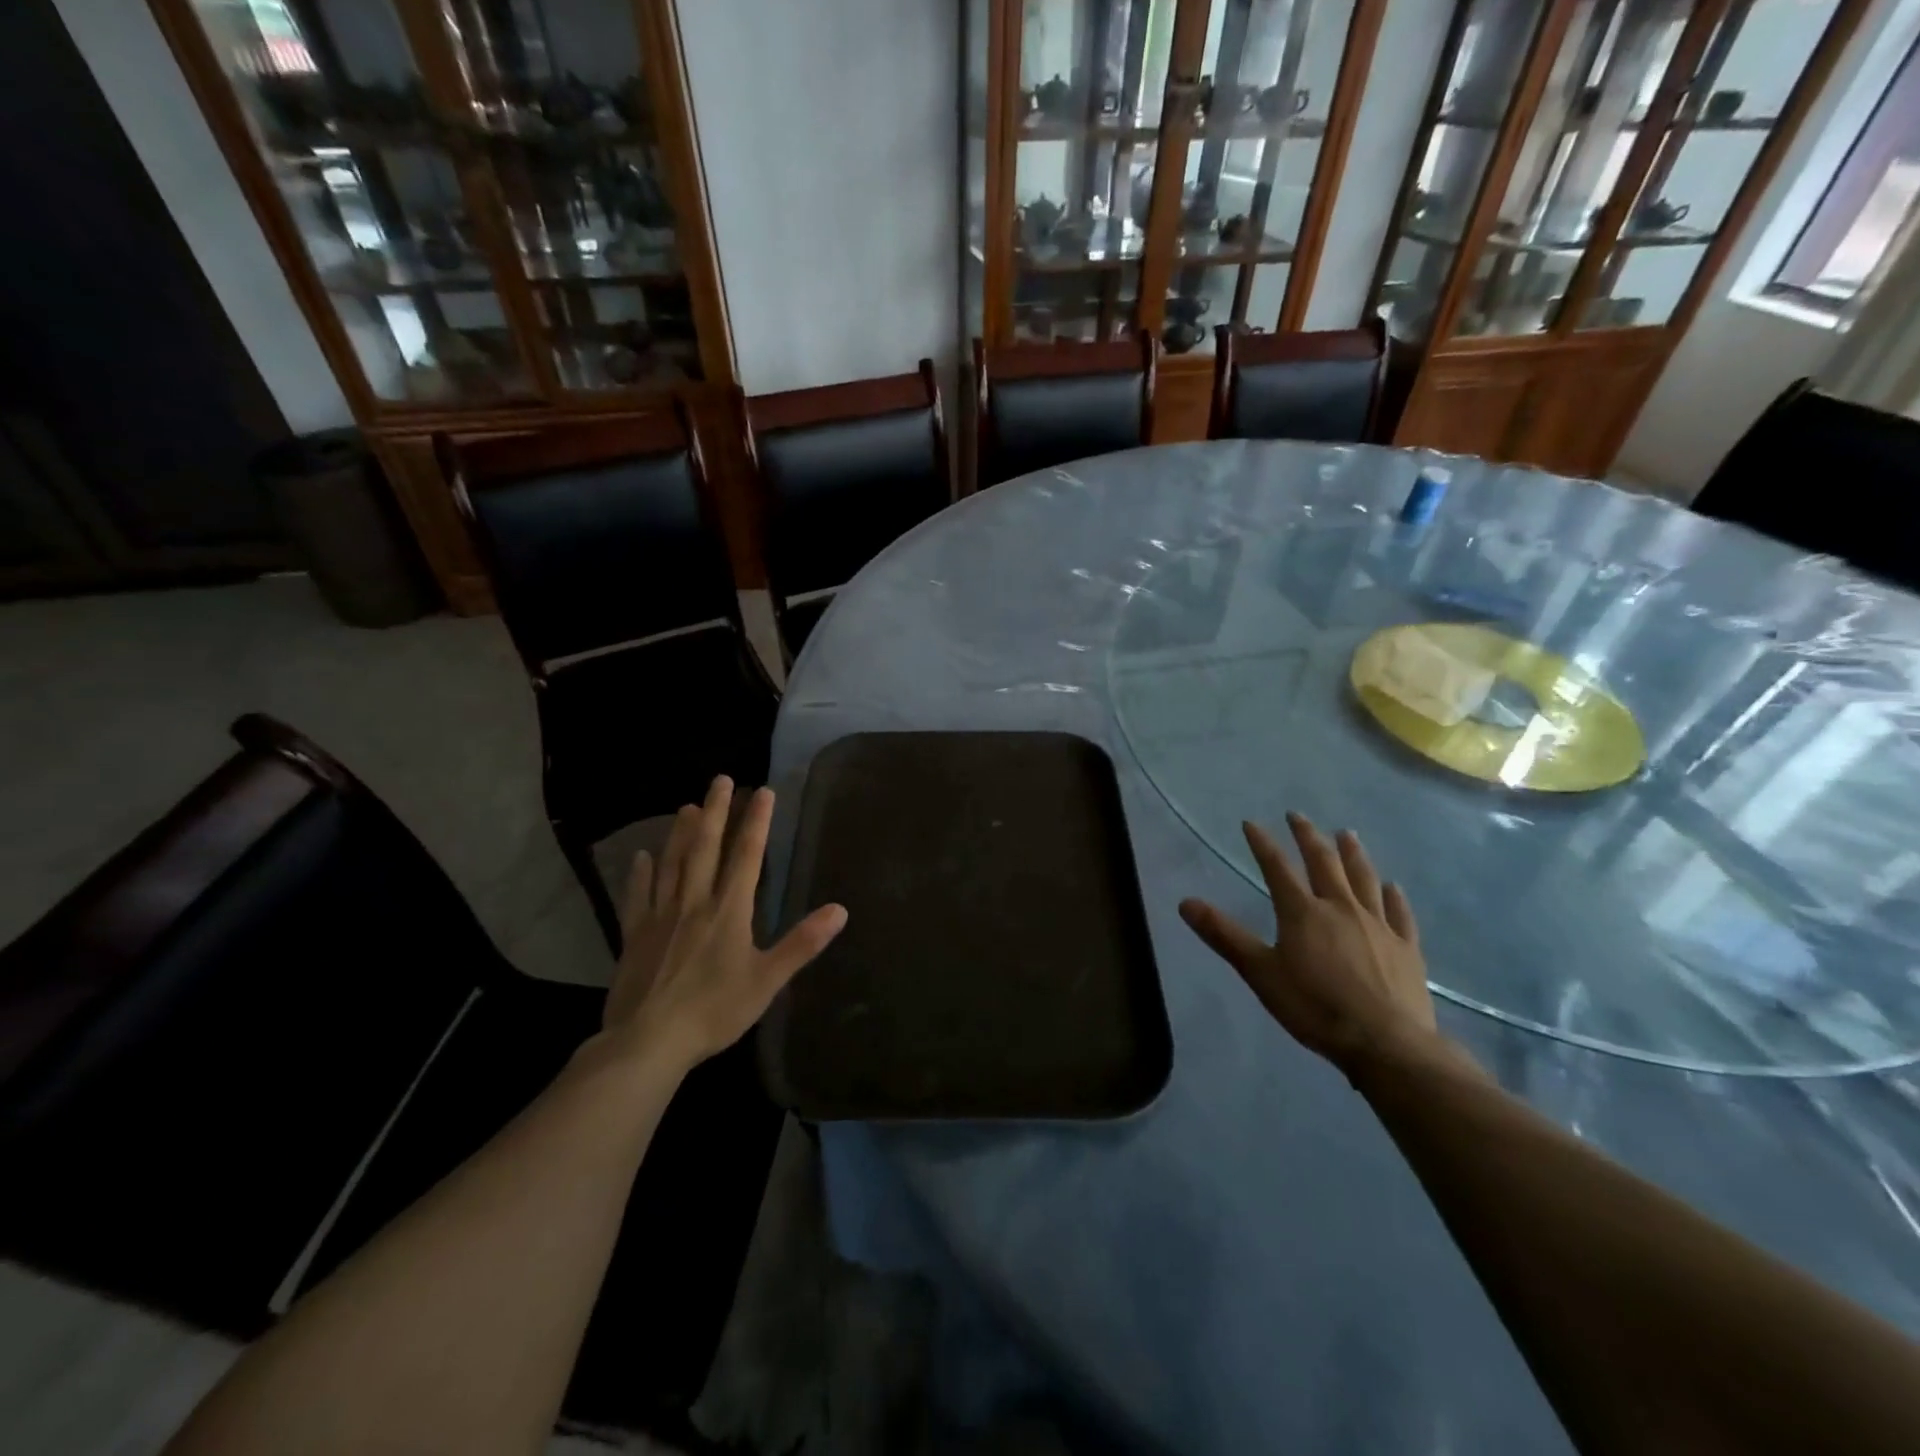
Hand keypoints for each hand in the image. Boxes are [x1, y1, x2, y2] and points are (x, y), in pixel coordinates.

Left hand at [602, 776, 846, 1072]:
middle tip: (719, 780)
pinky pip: (637, 896)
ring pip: (671, 864)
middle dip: (715, 811)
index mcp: (729, 910)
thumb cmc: (714, 1011)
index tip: (762, 790)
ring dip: (680, 833)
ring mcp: (660, 916)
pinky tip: (641, 856)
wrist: (648, 1041)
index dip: (756, 821)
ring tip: (686, 807)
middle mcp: (694, 902)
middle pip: (704, 848)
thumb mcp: (768, 980)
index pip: (746, 855)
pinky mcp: (634, 935)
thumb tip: (840, 910)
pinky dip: (640, 873)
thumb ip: (802, 943)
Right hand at [1179, 813, 1439, 1078]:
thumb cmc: (1314, 1006)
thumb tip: (1185, 903)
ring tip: (1347, 834)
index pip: (1277, 868)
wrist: (1385, 1043)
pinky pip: (1399, 913)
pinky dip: (1394, 896)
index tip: (1251, 823)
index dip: (1262, 844)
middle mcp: (1341, 908)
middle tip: (1298, 816)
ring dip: (1353, 854)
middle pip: (1324, 863)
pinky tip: (1392, 886)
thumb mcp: (1260, 972)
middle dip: (1308, 836)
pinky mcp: (1406, 947)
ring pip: (1364, 879)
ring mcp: (1378, 925)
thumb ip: (1224, 935)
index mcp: (1303, 912)